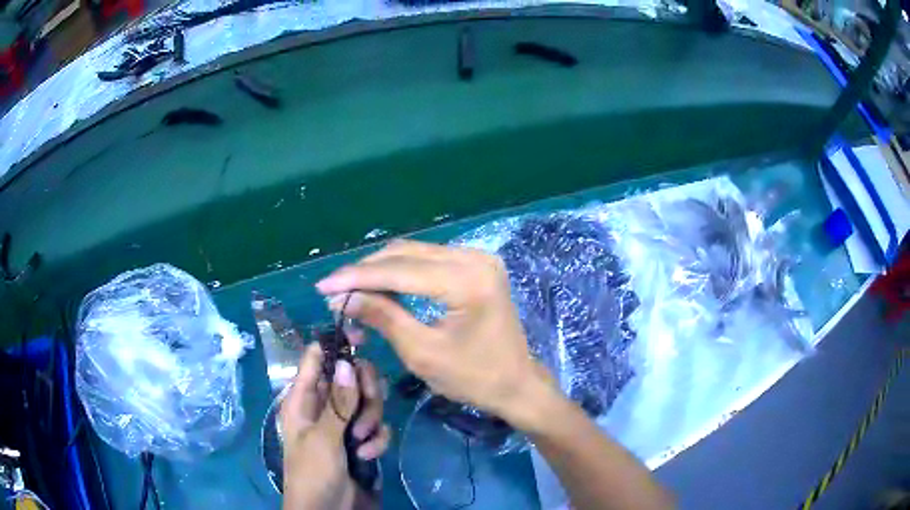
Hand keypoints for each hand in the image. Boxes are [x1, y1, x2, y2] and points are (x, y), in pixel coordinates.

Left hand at [280, 343, 390, 509]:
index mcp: (303, 399)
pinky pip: (377, 428)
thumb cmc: (313, 473)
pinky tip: (368, 455)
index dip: (336, 345)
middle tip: (367, 403)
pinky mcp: (362, 442)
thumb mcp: (323, 438)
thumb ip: (338, 402)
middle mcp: (325, 407)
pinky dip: (376, 440)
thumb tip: (347, 361)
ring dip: (371, 420)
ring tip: (362, 441)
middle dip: (363, 392)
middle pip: (351, 378)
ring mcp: (345, 425)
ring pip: (368, 402)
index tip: (362, 336)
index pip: (317, 359)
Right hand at [316, 240, 557, 431]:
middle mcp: (475, 258)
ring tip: (350, 291)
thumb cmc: (474, 378)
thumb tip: (343, 297)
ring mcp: (478, 259)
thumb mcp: (423, 353)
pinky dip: (401, 273)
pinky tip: (379, 287)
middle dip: (366, 272)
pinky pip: (429, 262)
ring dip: (380, 271)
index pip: (400, 270)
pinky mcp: (476, 266)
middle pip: (406, 254)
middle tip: (334, 292)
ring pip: (414, 254)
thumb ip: (384, 317)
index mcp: (468, 280)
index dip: (357, 277)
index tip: (323, 287)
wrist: (517, 383)